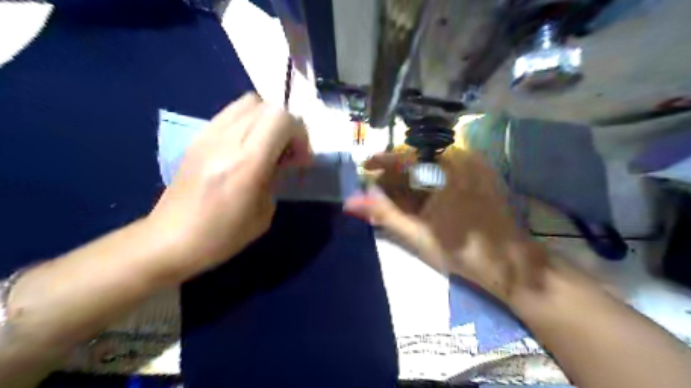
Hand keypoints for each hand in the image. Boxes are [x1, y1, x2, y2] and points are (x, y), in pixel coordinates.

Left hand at [147, 93, 310, 280]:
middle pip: (267, 105)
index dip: (299, 134)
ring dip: (267, 120)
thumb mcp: (264, 212)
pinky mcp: (198, 137)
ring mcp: (208, 135)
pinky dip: (248, 122)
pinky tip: (246, 148)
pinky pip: (231, 113)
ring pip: (248, 103)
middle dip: (287, 126)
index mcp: (247, 163)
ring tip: (267, 146)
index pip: (281, 118)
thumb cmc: (223, 235)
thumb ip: (277, 177)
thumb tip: (282, 160)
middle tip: (287, 152)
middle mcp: (227, 140)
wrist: (171, 239)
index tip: (300, 159)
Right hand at [342, 149, 547, 300]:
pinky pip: (447, 172)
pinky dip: (429, 183)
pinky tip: (419, 199)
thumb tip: (350, 202)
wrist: (511, 266)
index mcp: (447, 168)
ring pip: (432, 166)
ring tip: (395, 196)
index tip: (364, 167)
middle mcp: (463, 159)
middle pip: (418, 160)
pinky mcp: (482, 177)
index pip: (406, 156)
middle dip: (395, 174)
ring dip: (410, 179)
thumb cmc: (462, 250)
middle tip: (378, 190)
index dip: (382, 161)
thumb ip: (382, 214)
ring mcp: (475, 167)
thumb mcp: (417, 234)